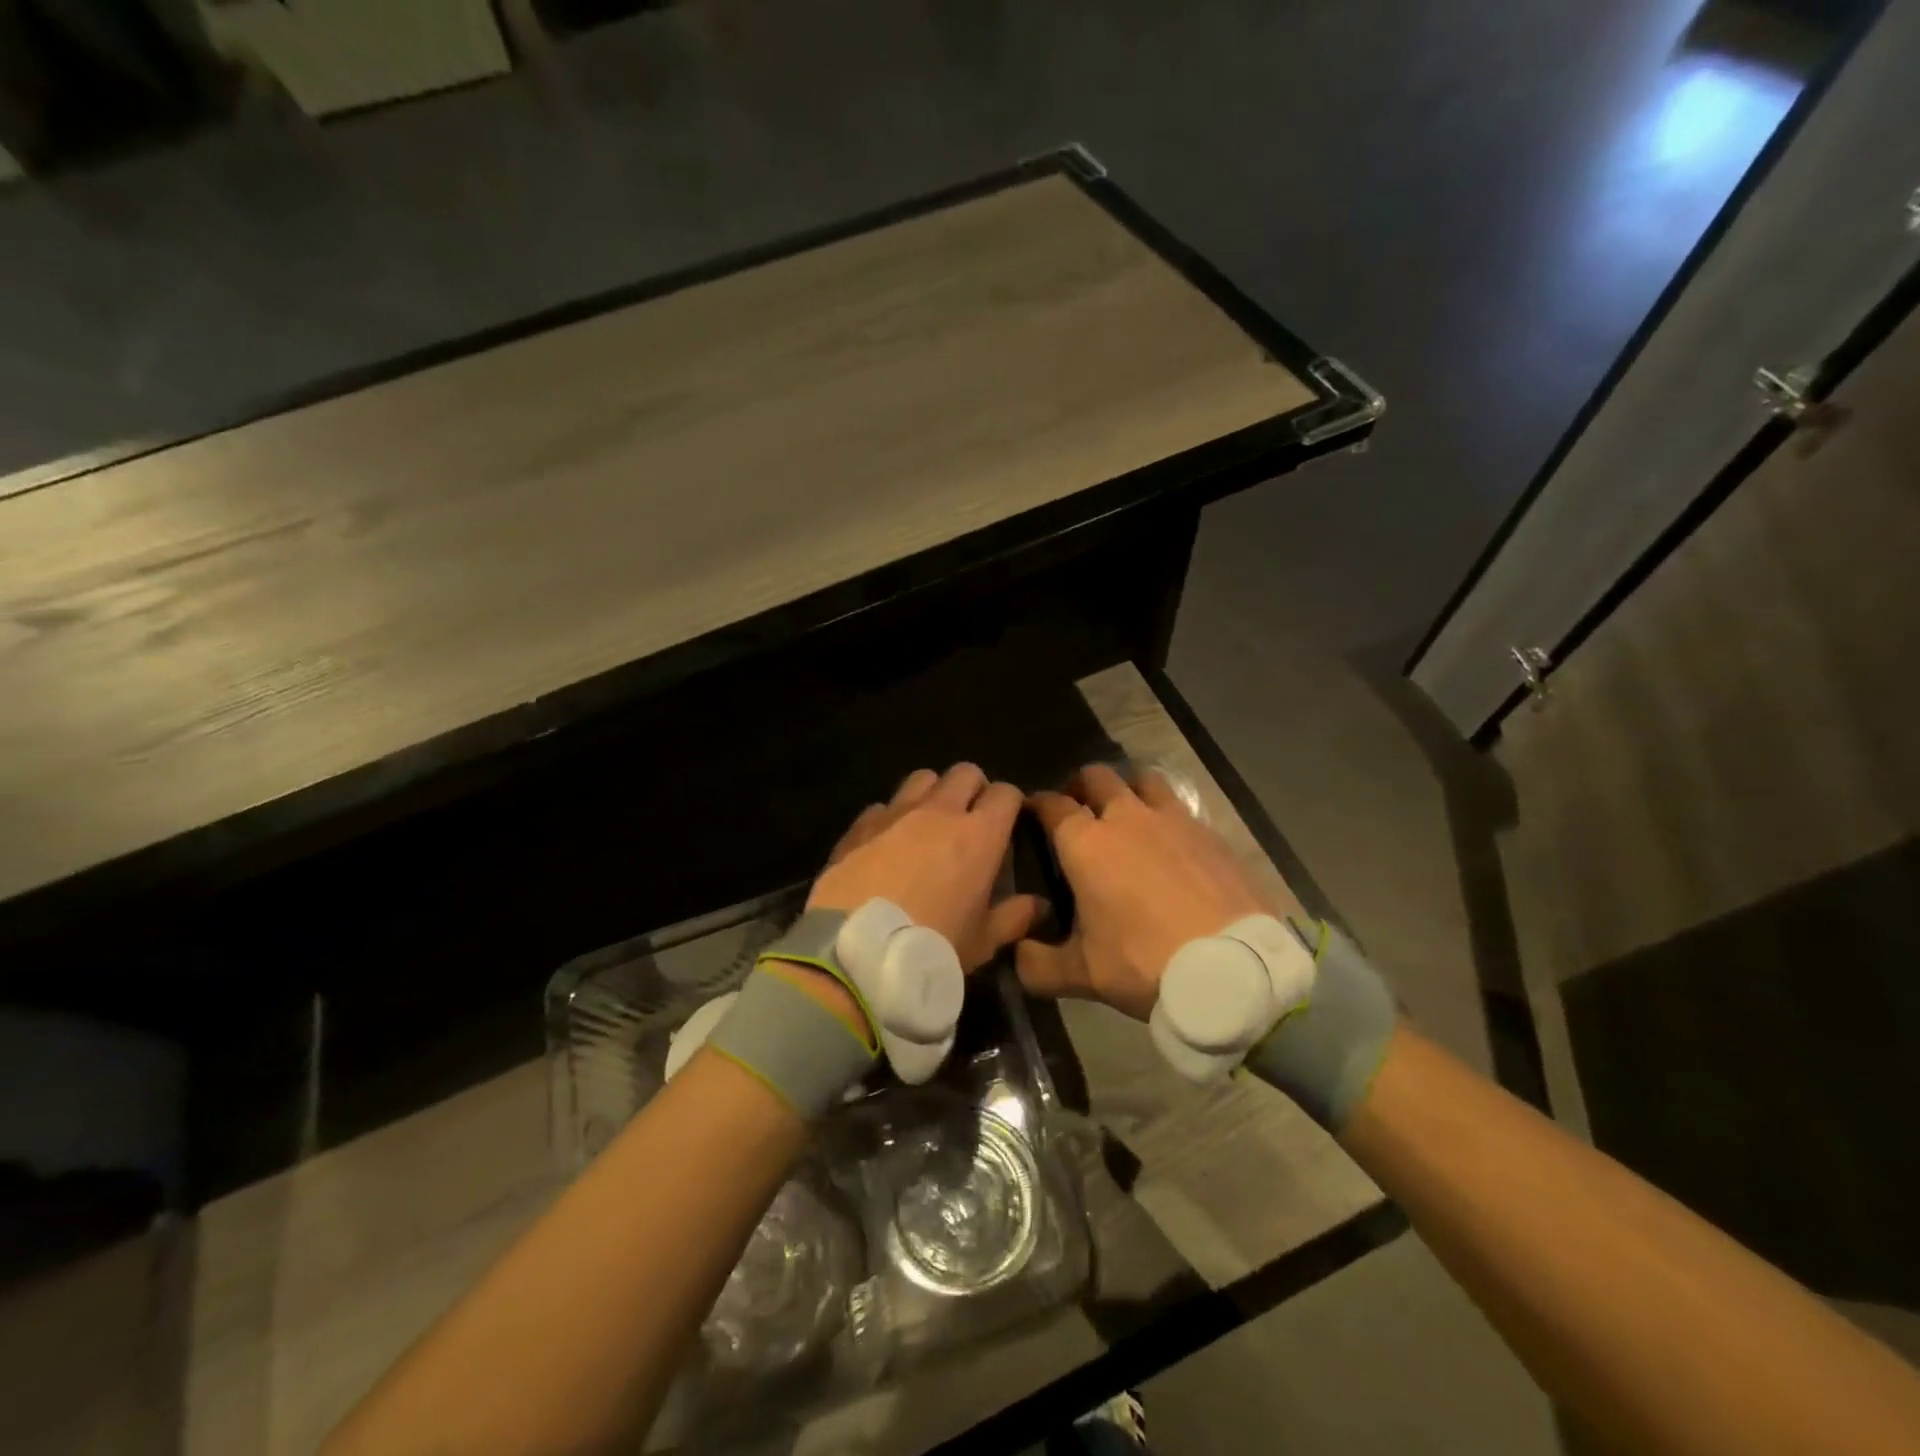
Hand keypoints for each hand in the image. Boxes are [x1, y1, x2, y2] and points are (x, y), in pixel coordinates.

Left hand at [808, 764, 1043, 971]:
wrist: (859, 950)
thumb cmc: (932, 946)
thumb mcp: (982, 941)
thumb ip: (1014, 917)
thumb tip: (1039, 905)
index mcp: (980, 835)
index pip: (1006, 793)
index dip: (1010, 803)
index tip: (1009, 823)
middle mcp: (940, 811)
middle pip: (965, 773)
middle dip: (974, 788)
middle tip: (971, 818)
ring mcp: (896, 812)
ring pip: (923, 778)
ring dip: (933, 793)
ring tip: (929, 823)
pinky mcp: (860, 824)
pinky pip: (883, 805)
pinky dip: (891, 817)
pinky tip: (887, 842)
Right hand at [1016, 764, 1270, 1019]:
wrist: (1231, 968)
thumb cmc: (1145, 963)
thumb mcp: (1083, 974)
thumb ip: (1038, 964)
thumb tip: (1017, 954)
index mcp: (1086, 843)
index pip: (1052, 805)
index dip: (1037, 804)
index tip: (1033, 812)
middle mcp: (1126, 818)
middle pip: (1097, 777)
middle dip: (1081, 786)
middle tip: (1078, 810)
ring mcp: (1173, 819)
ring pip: (1143, 780)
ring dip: (1128, 789)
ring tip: (1127, 813)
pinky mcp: (1210, 831)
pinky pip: (1180, 807)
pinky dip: (1167, 815)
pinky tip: (1171, 843)